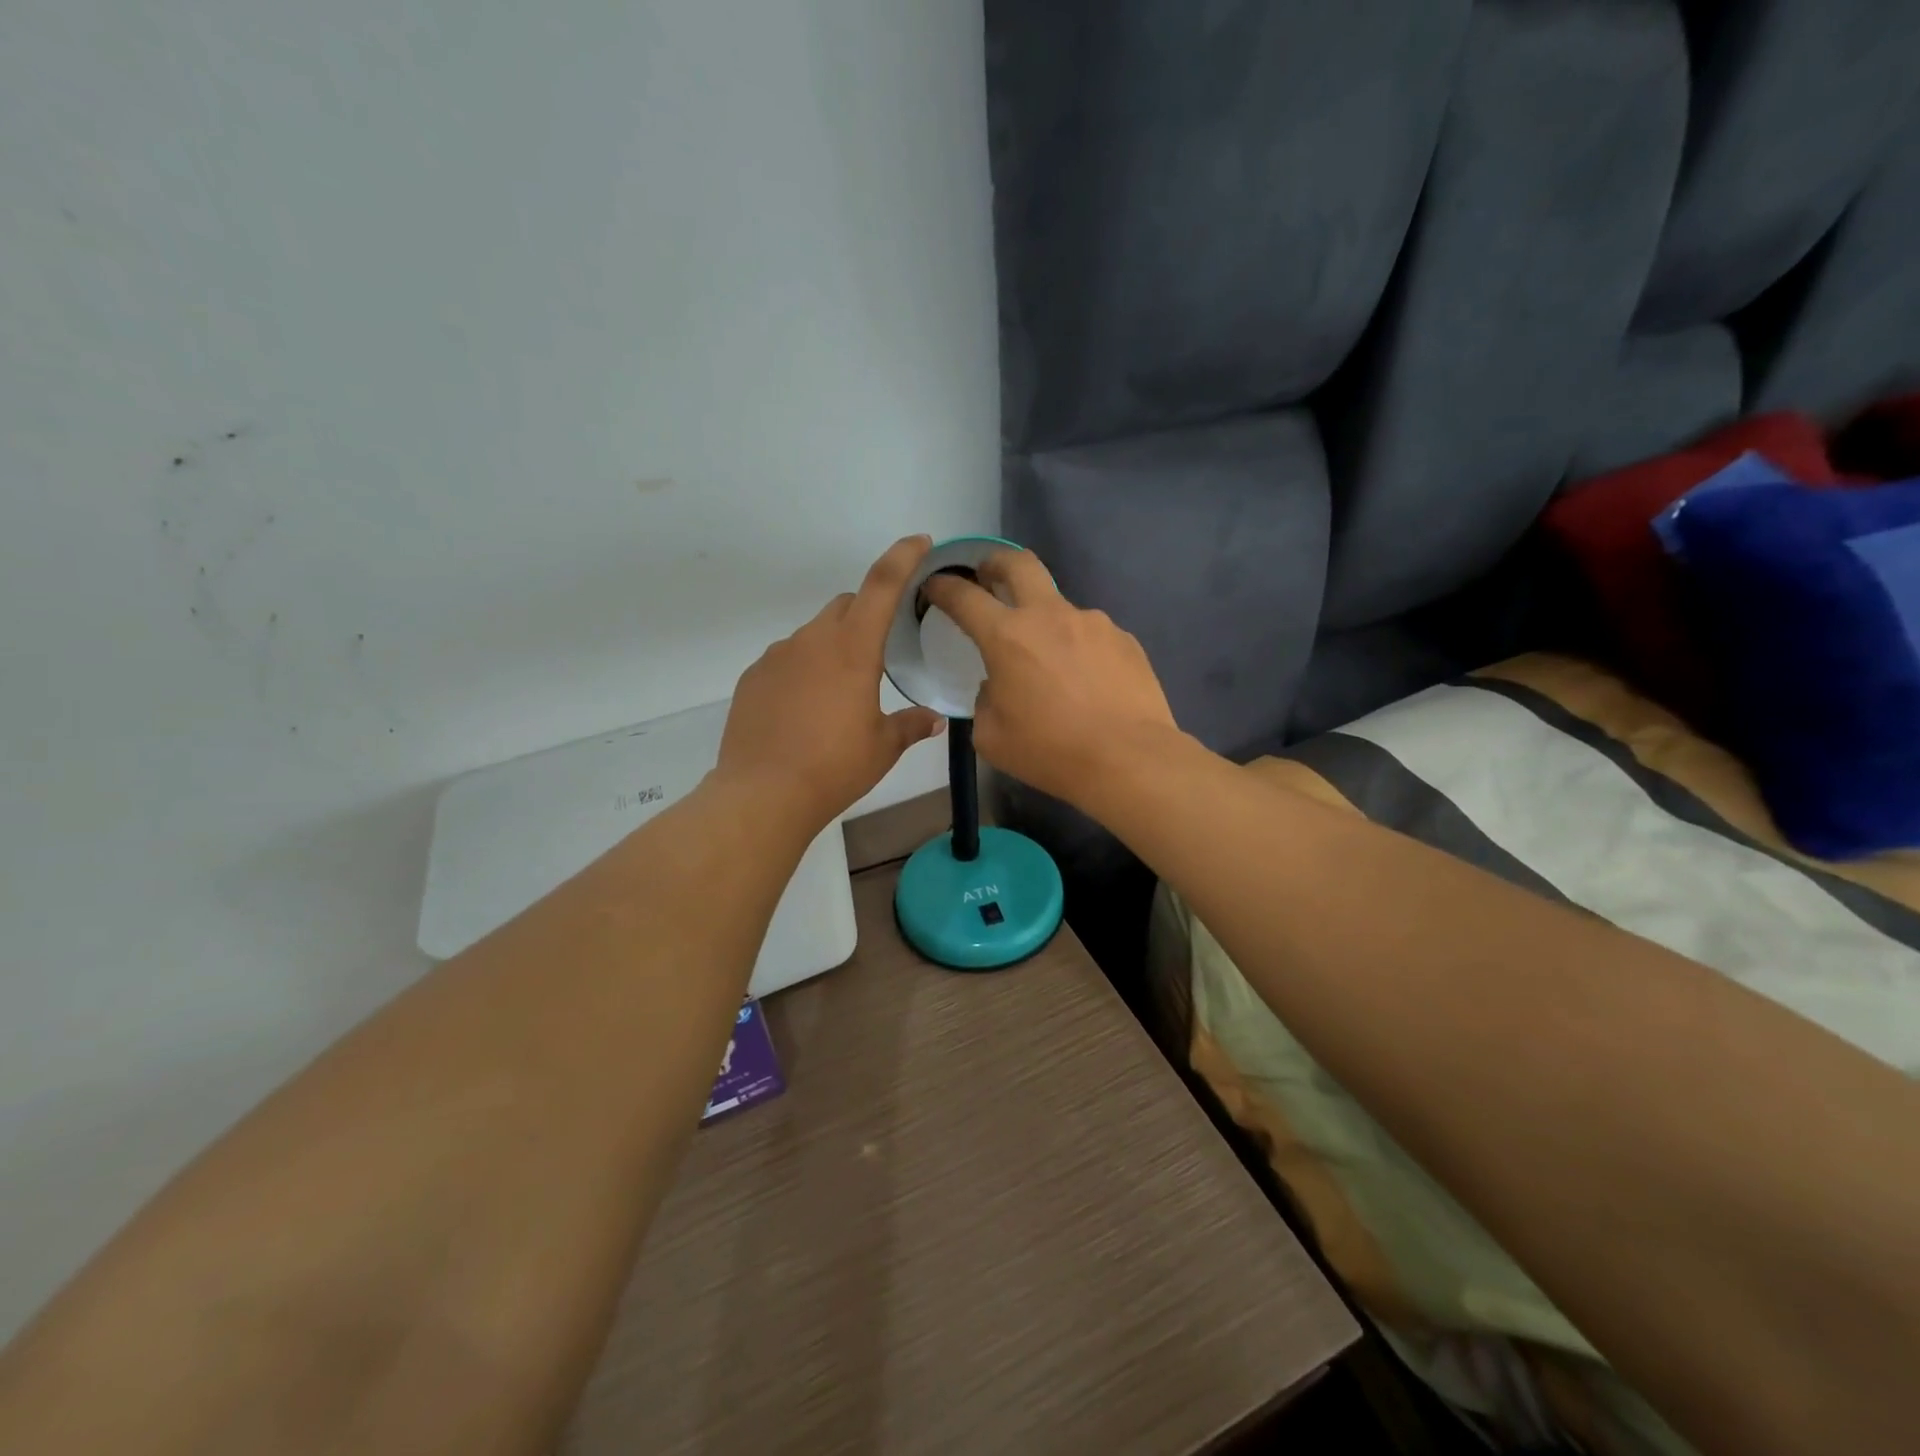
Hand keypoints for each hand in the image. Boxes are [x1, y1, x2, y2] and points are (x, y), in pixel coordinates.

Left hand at [717, 536, 945, 831]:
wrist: (762, 794)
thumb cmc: (834, 767)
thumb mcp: (883, 747)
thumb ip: (911, 725)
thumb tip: (934, 719)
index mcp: (853, 649)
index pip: (881, 585)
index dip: (902, 557)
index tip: (919, 541)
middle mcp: (812, 640)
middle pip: (844, 606)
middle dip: (865, 615)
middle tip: (877, 653)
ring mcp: (777, 656)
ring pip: (813, 634)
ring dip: (832, 648)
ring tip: (838, 694)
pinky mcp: (752, 677)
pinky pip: (786, 660)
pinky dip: (802, 670)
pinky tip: (804, 710)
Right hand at [921, 550, 1178, 807]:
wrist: (1128, 759)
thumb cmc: (1051, 751)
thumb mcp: (992, 736)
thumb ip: (986, 699)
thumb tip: (999, 685)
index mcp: (1007, 637)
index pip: (964, 597)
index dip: (943, 586)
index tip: (935, 585)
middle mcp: (1050, 616)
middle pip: (1018, 563)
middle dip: (995, 562)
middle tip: (987, 575)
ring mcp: (1093, 623)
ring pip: (1058, 607)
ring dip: (1043, 621)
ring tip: (1049, 662)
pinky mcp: (1124, 639)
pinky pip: (1090, 635)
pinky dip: (1077, 648)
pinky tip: (1085, 681)